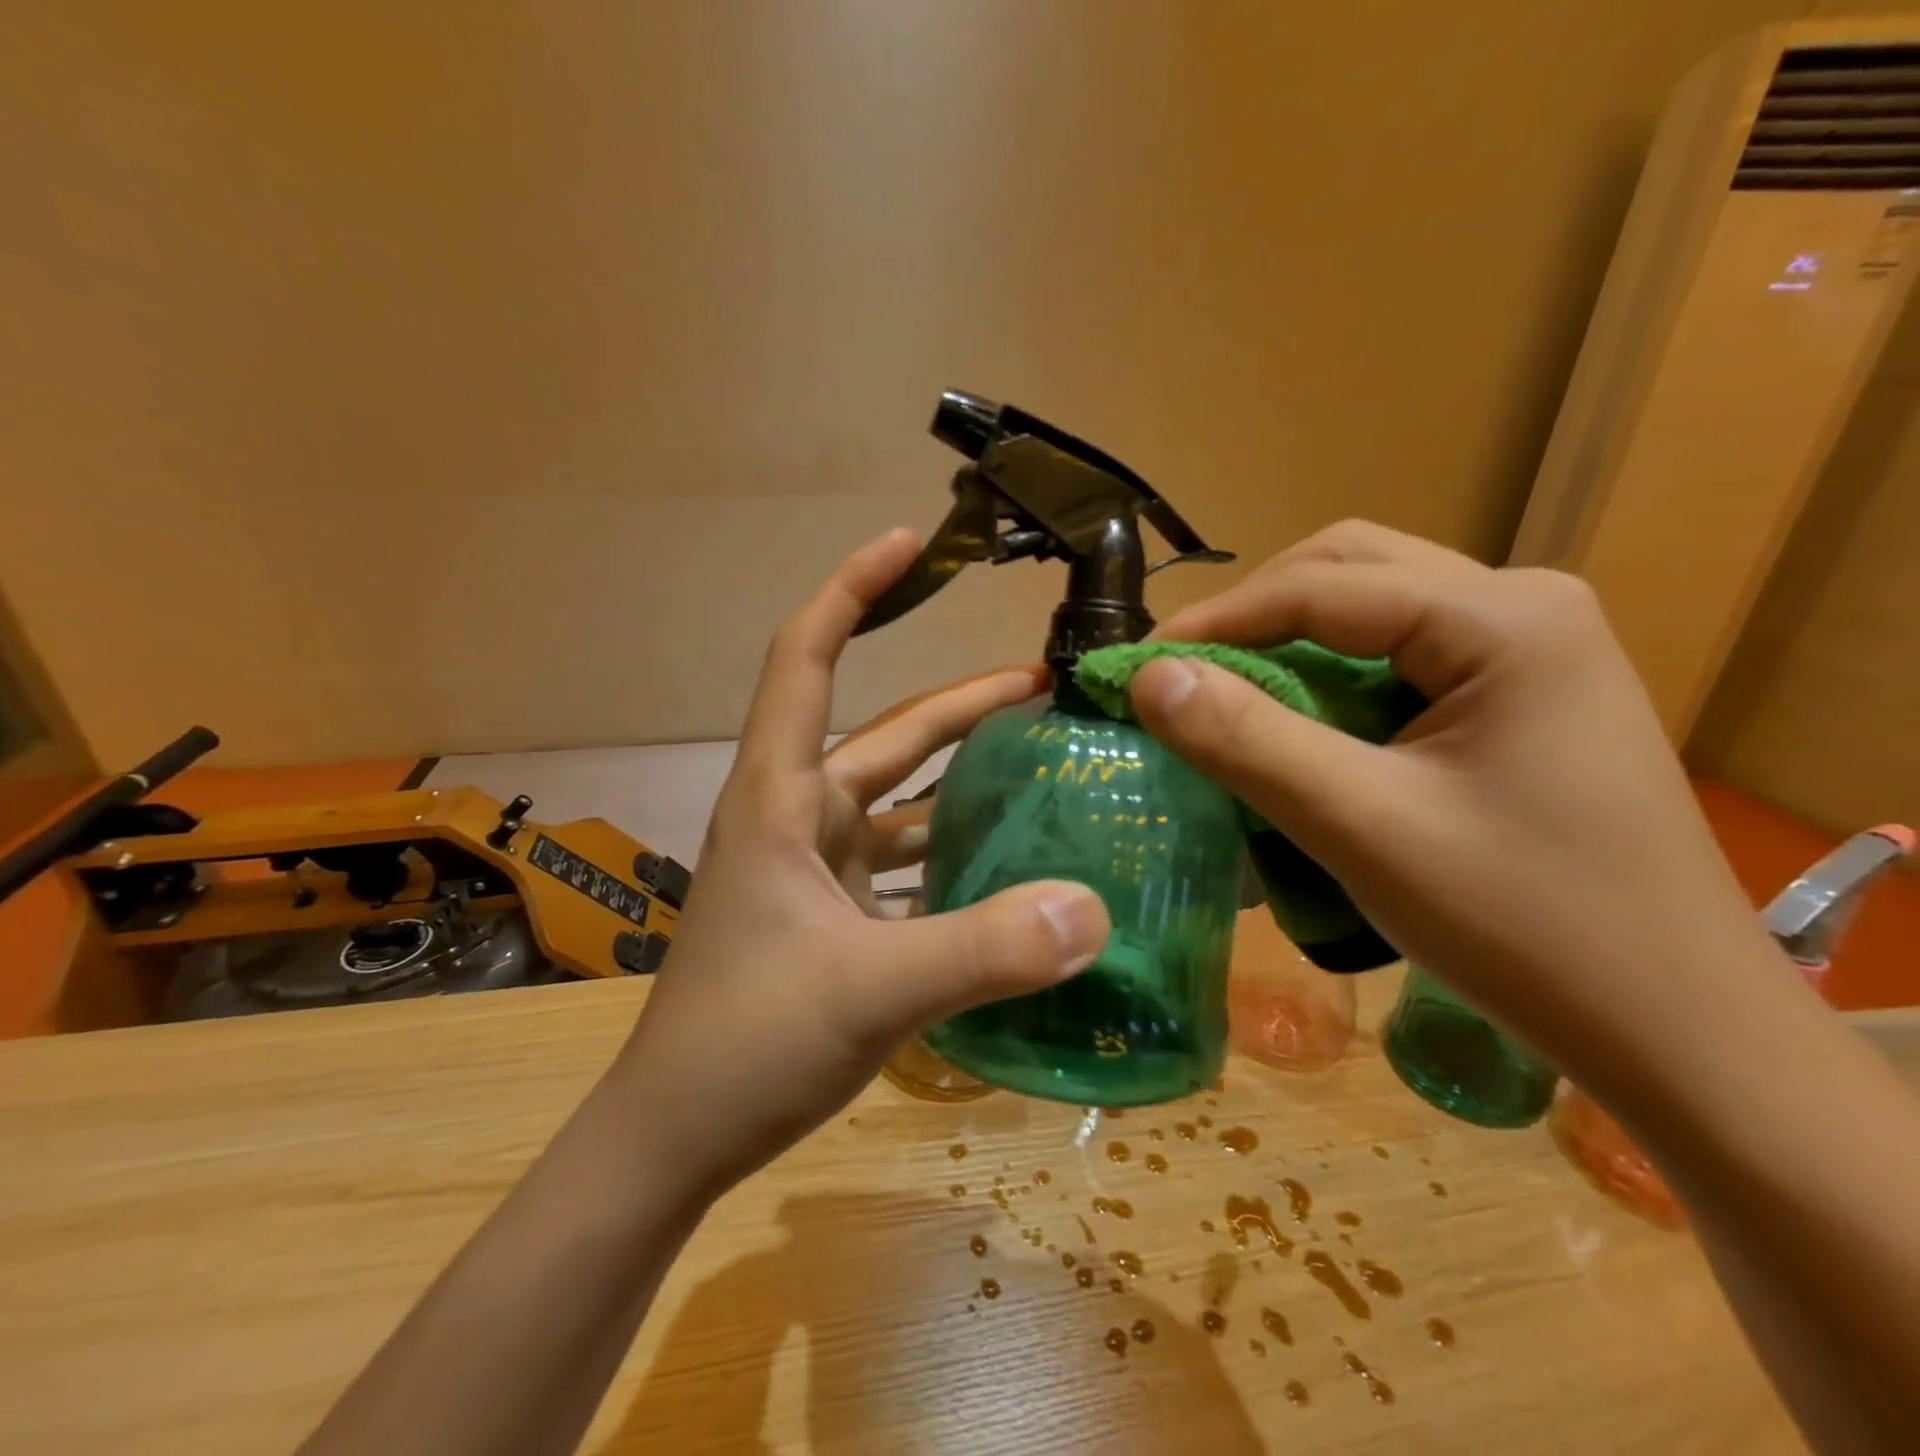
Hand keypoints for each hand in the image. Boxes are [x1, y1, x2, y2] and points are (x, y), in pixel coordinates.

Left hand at [610, 529, 1109, 1196]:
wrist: (674, 1138)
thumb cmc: (745, 1044)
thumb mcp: (868, 991)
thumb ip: (980, 950)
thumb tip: (1093, 909)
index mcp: (781, 798)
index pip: (805, 659)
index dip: (851, 591)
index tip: (906, 543)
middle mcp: (798, 817)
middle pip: (887, 736)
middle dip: (962, 705)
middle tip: (1046, 686)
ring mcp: (816, 869)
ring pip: (901, 802)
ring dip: (963, 779)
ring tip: (1044, 765)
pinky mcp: (832, 917)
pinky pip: (904, 864)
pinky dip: (951, 854)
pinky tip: (1009, 865)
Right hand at [1127, 520, 1785, 1091]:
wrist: (1673, 1028)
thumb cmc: (1524, 925)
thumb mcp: (1361, 826)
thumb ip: (1247, 741)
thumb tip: (1148, 677)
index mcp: (1504, 618)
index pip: (1321, 586)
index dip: (1215, 622)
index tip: (1135, 669)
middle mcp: (1523, 606)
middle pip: (1350, 572)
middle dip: (1254, 616)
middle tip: (1184, 677)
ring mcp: (1529, 648)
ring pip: (1372, 611)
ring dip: (1290, 645)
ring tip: (1228, 697)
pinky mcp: (1520, 694)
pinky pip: (1398, 656)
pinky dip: (1331, 679)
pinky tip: (1301, 726)